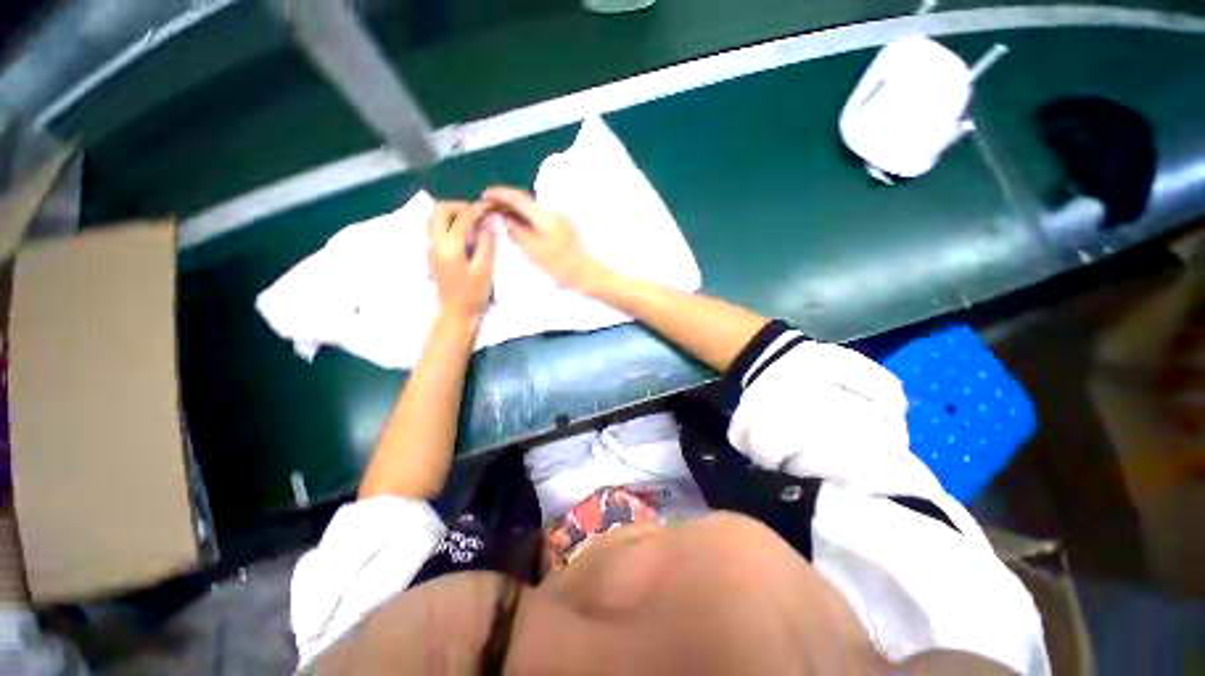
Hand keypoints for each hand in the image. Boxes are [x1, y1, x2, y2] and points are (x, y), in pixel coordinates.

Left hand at [428, 200, 495, 321]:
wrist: (457, 312)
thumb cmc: (474, 293)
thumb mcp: (485, 268)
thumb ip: (486, 242)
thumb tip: (489, 221)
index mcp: (449, 247)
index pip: (462, 218)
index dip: (477, 209)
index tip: (490, 206)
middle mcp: (435, 242)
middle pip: (440, 210)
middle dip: (459, 206)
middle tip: (478, 213)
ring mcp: (430, 247)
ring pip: (435, 217)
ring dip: (452, 213)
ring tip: (472, 220)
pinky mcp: (432, 252)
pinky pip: (436, 228)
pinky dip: (449, 222)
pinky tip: (464, 232)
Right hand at [482, 186, 609, 292]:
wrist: (587, 275)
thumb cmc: (560, 265)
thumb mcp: (533, 250)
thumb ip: (516, 231)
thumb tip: (500, 217)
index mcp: (545, 215)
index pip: (518, 198)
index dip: (500, 194)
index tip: (484, 195)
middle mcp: (552, 212)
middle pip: (525, 201)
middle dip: (506, 202)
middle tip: (488, 208)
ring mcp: (559, 220)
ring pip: (532, 210)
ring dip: (515, 211)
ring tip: (499, 217)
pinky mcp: (562, 228)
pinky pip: (538, 218)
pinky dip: (525, 219)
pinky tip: (518, 227)